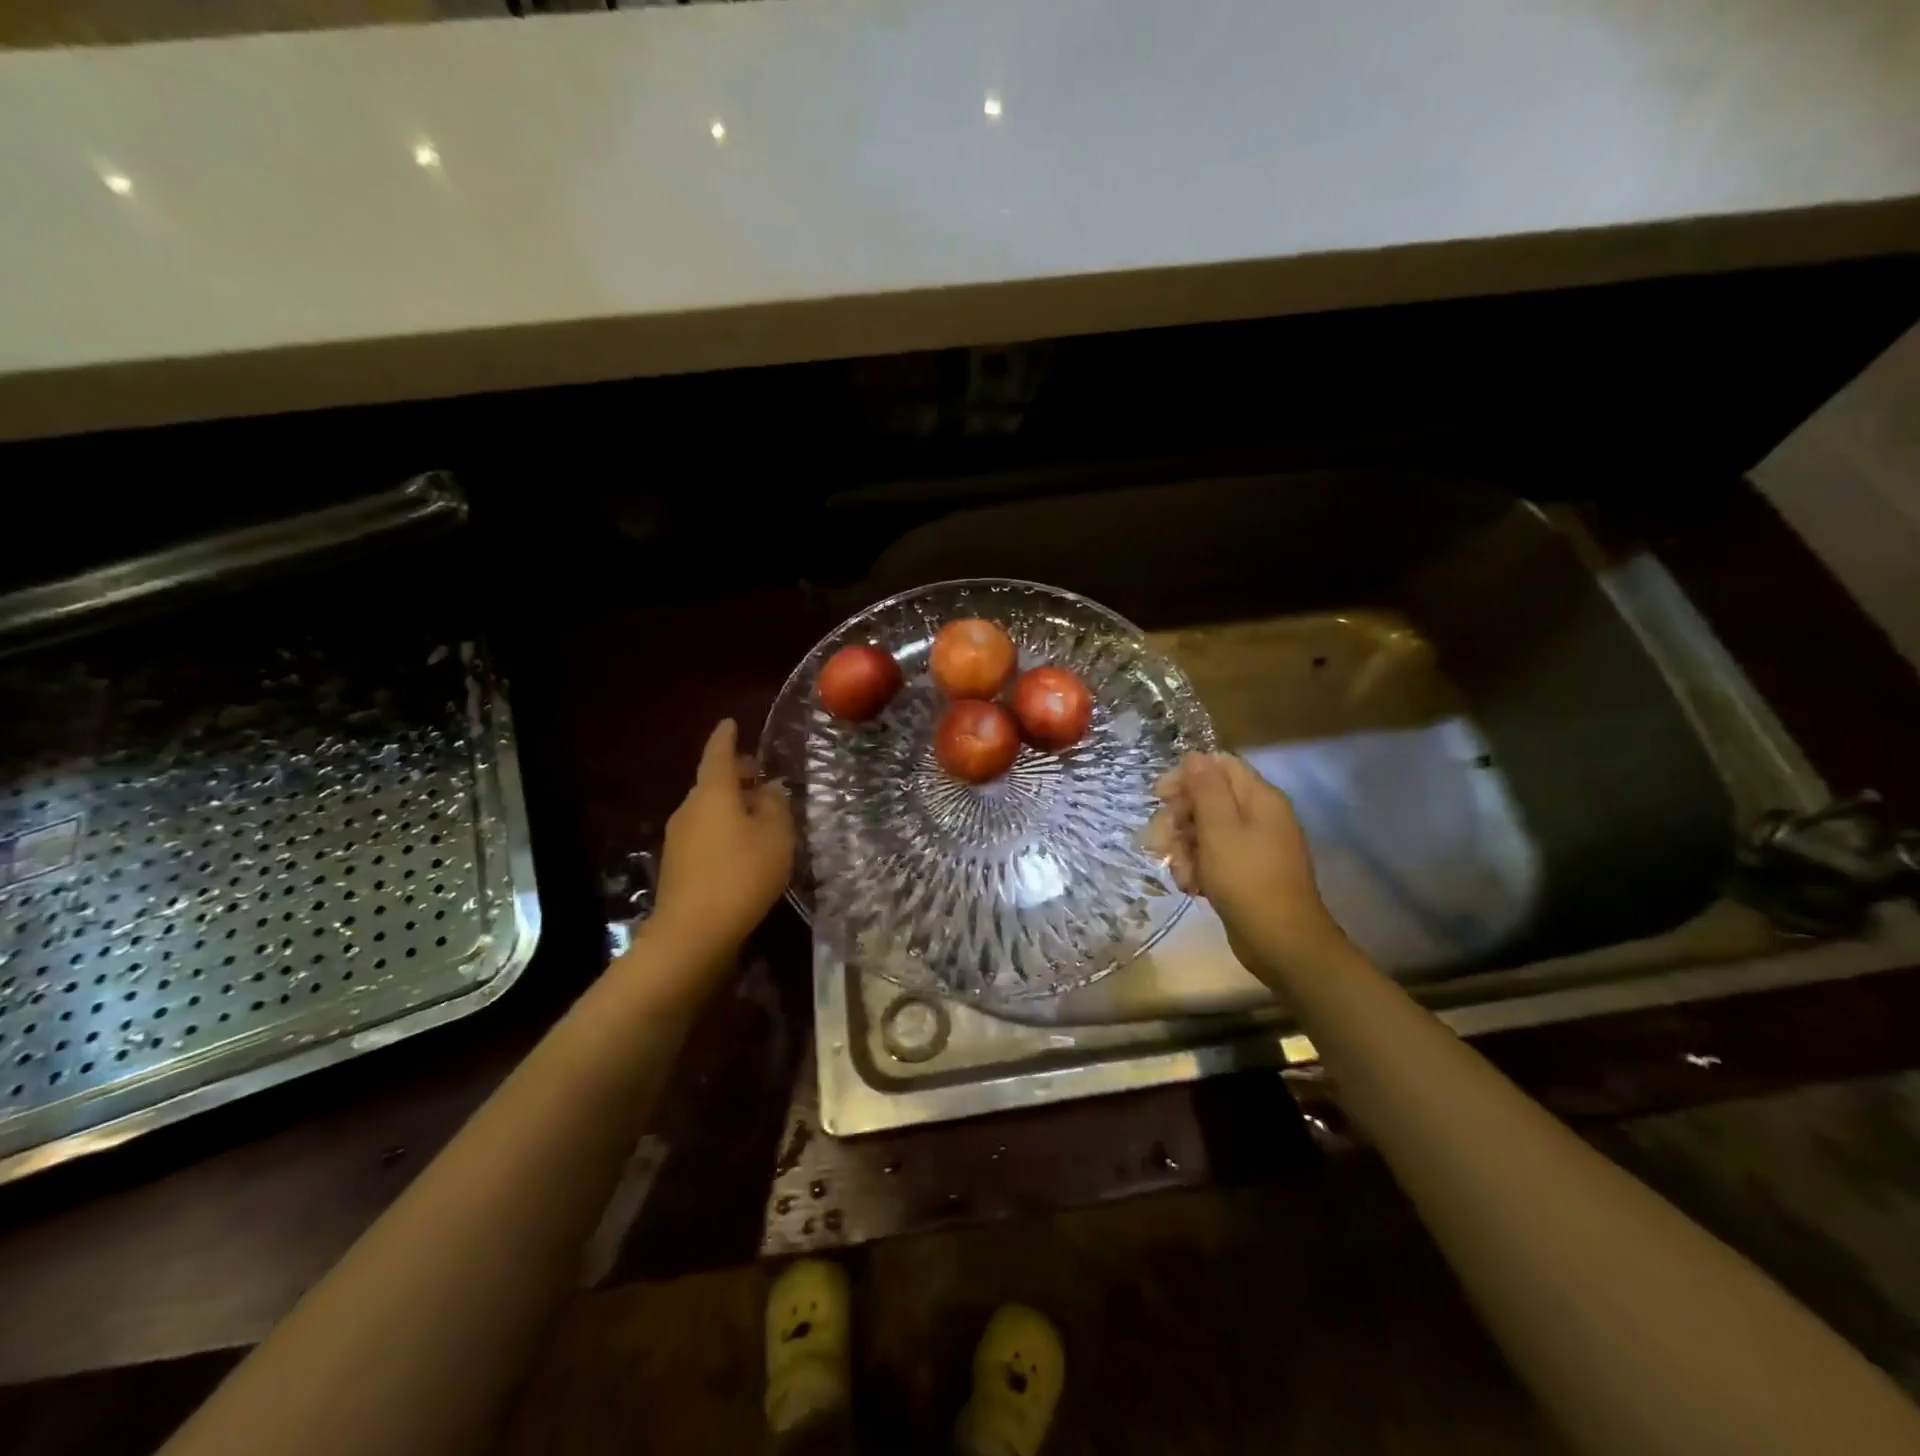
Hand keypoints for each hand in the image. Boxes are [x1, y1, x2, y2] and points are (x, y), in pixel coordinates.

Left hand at [642, 719, 794, 991]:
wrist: (693, 934)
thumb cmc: (741, 874)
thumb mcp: (775, 836)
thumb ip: (776, 805)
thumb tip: (770, 789)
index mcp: (713, 792)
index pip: (718, 753)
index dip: (727, 737)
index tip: (731, 722)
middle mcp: (689, 808)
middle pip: (713, 782)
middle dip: (735, 776)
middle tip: (760, 775)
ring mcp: (679, 838)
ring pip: (708, 810)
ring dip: (731, 806)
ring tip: (759, 814)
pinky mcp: (678, 866)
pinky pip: (705, 834)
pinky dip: (724, 830)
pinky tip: (744, 848)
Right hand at [1149, 753, 1347, 980]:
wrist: (1281, 942)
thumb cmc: (1247, 879)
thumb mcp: (1220, 829)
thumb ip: (1206, 788)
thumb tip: (1195, 755)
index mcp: (1259, 798)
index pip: (1218, 766)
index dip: (1185, 777)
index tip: (1159, 797)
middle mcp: (1258, 816)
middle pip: (1206, 799)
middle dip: (1178, 820)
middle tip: (1161, 841)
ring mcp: (1252, 846)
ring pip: (1203, 831)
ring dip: (1183, 849)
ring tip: (1182, 874)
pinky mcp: (1244, 872)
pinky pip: (1212, 857)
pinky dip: (1197, 869)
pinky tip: (1192, 887)